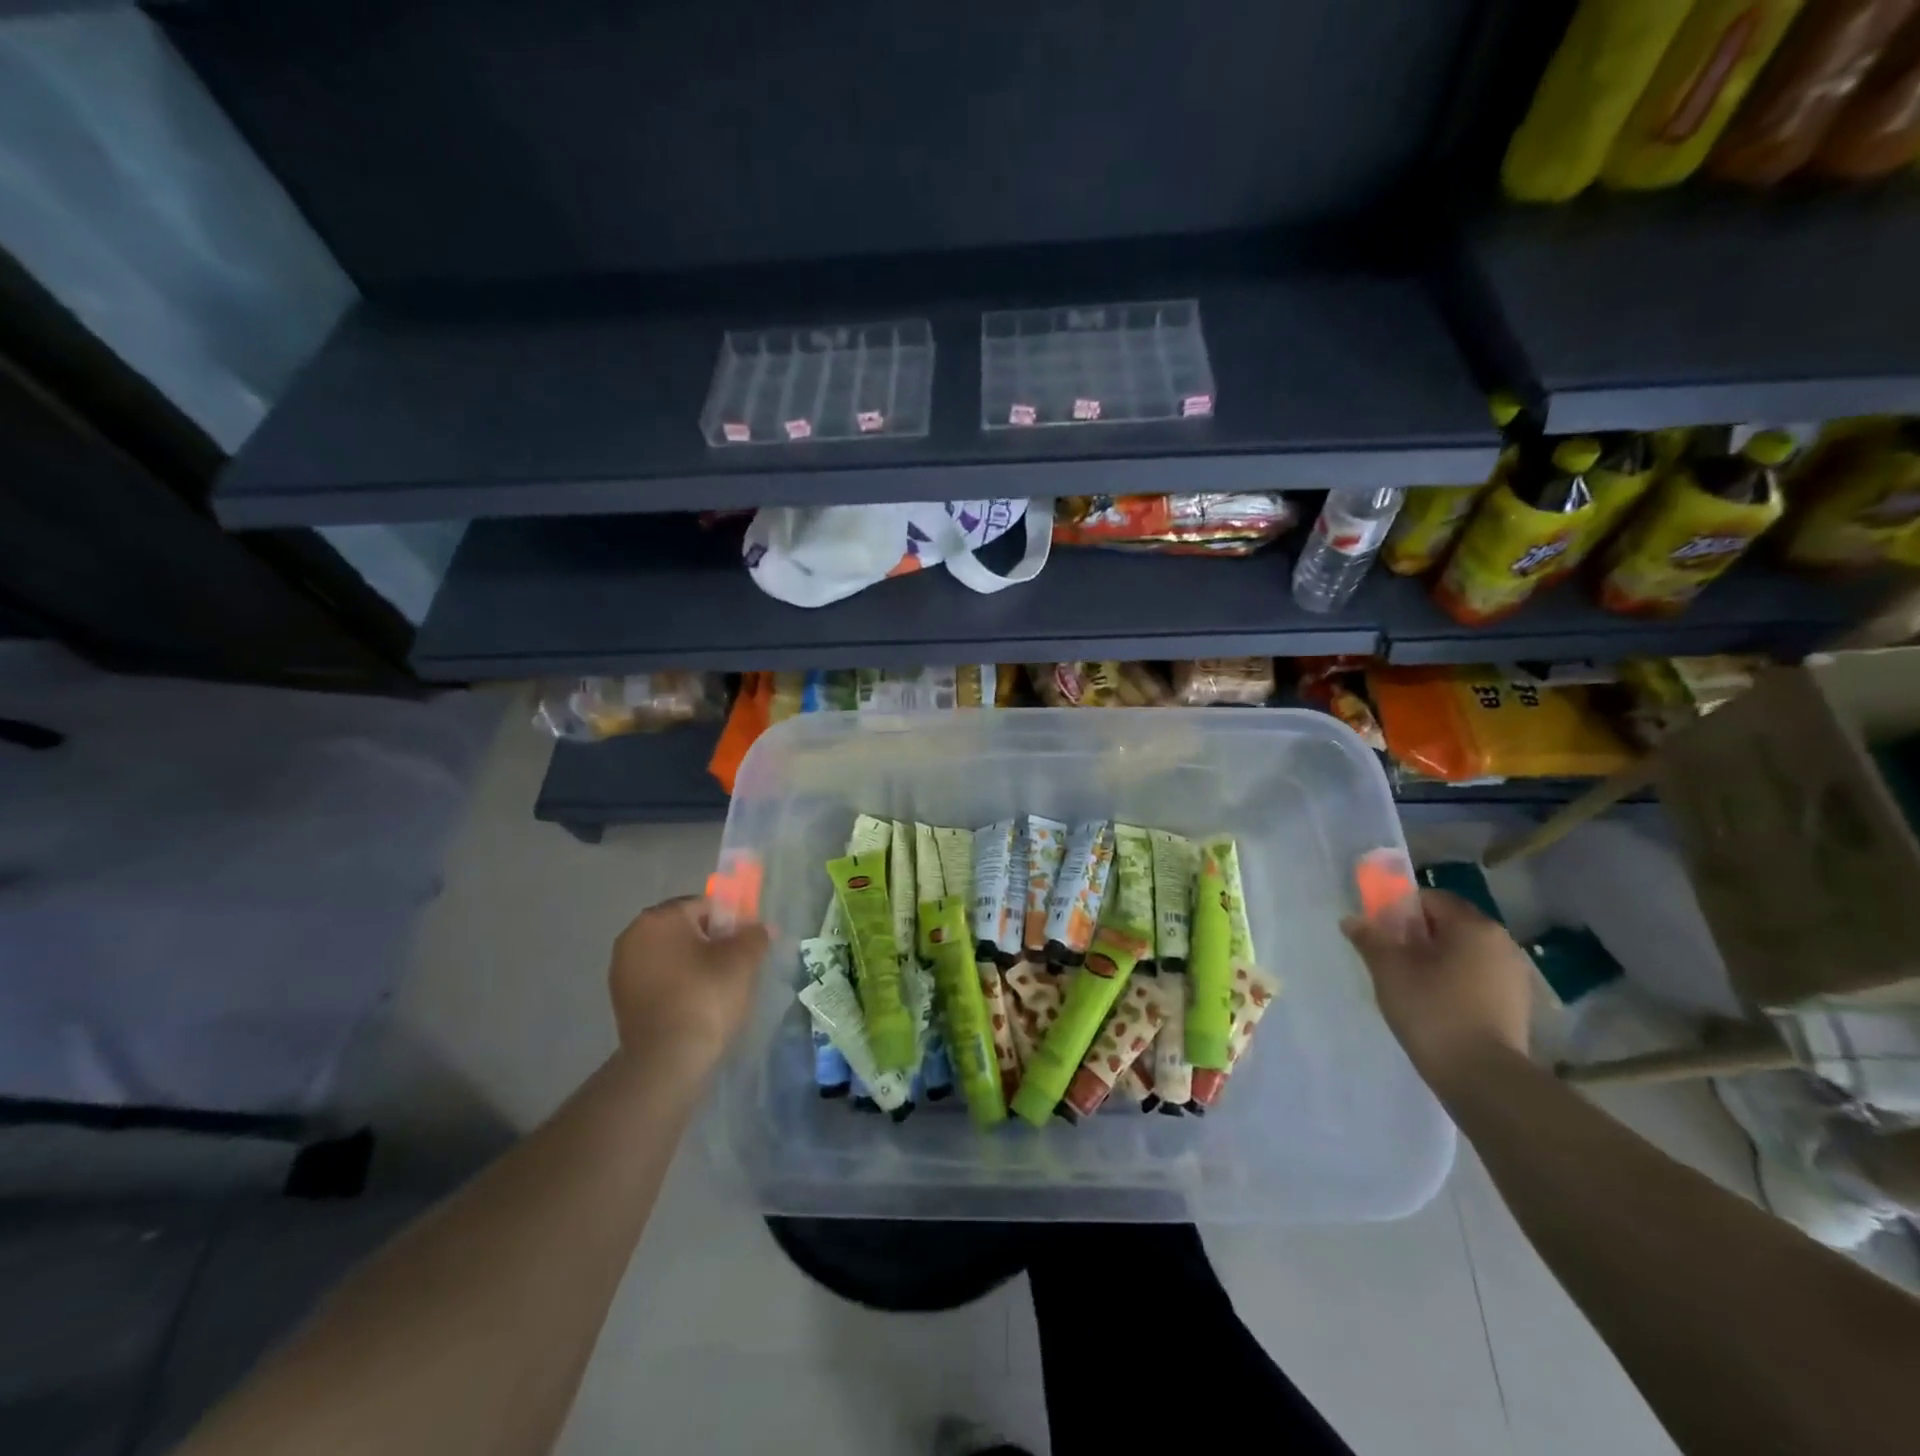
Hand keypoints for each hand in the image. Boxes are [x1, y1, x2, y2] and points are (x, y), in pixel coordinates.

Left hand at [608, 897, 769, 1075]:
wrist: (667, 1061)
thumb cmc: (706, 998)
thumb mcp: (743, 960)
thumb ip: (754, 935)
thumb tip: (760, 928)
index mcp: (659, 918)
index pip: (705, 905)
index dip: (731, 922)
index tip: (746, 946)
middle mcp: (633, 935)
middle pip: (685, 928)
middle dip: (712, 941)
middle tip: (736, 966)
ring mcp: (622, 968)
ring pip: (672, 953)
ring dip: (694, 963)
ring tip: (718, 988)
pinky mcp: (622, 998)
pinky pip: (659, 977)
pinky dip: (678, 983)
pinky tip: (696, 1004)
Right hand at [1342, 889, 1531, 1087]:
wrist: (1483, 1076)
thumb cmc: (1432, 1010)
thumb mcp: (1389, 970)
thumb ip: (1370, 939)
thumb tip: (1352, 920)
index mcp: (1472, 926)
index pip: (1431, 899)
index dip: (1400, 910)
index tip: (1382, 932)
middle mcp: (1501, 942)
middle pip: (1450, 924)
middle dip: (1419, 934)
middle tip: (1392, 956)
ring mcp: (1514, 974)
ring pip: (1465, 952)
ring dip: (1439, 958)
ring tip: (1413, 983)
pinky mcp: (1517, 1004)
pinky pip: (1479, 976)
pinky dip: (1457, 980)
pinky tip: (1438, 1004)